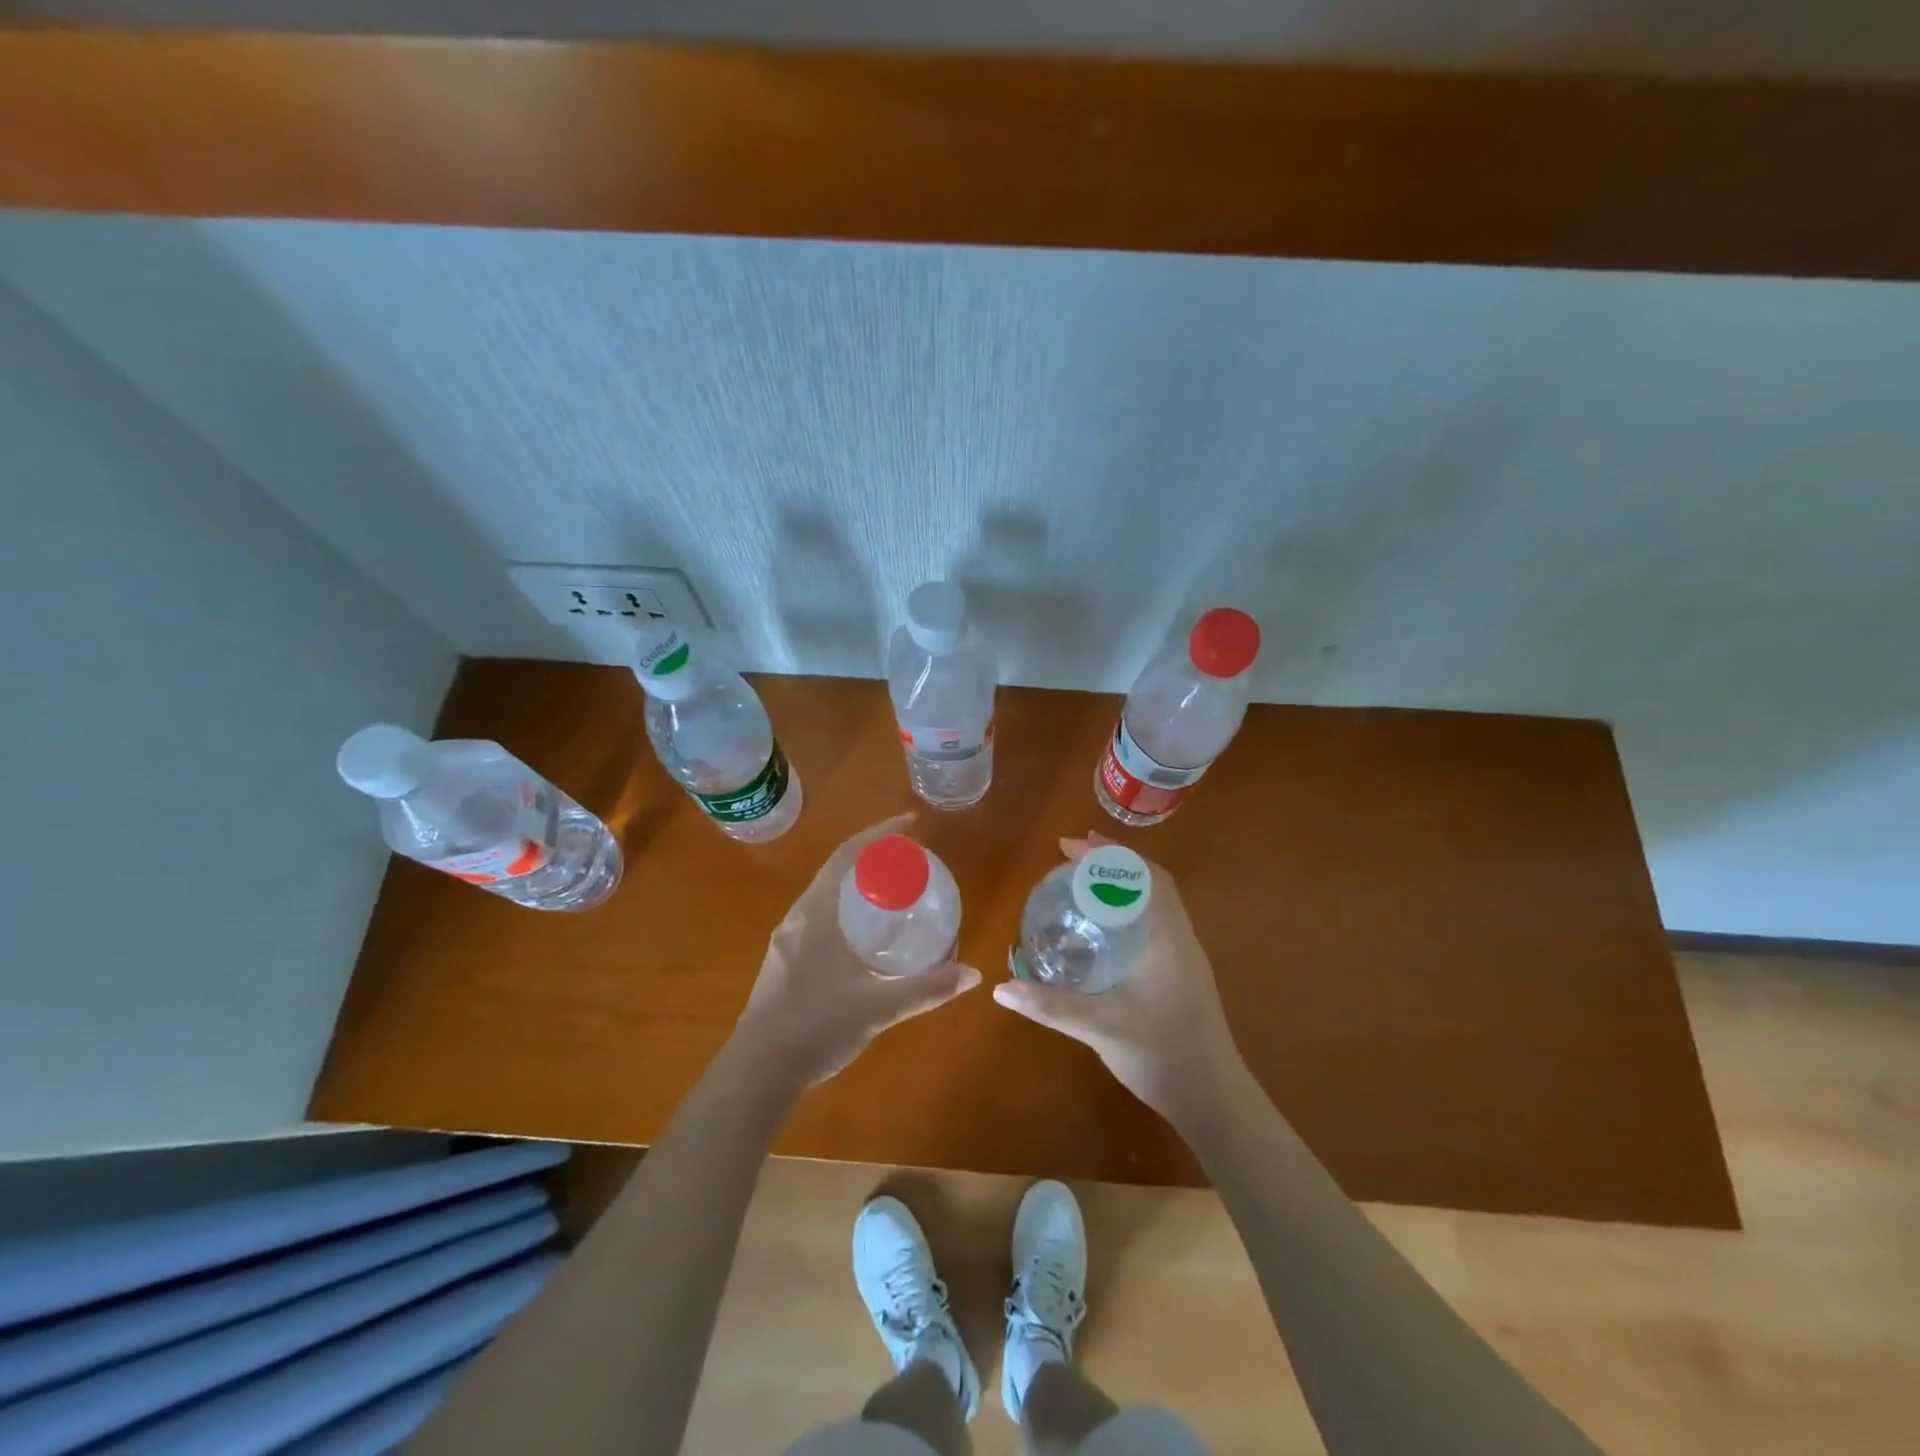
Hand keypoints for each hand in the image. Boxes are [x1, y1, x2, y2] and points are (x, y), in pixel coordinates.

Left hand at [732, 815, 980, 1087]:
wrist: (757, 1073)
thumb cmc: (816, 1027)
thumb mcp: (878, 1007)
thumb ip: (926, 989)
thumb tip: (973, 974)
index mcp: (816, 914)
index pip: (848, 855)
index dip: (880, 833)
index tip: (910, 823)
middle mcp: (798, 918)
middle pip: (837, 871)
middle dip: (873, 858)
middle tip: (910, 862)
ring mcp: (787, 942)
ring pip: (827, 897)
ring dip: (858, 886)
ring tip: (894, 895)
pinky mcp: (784, 963)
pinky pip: (820, 919)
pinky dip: (847, 912)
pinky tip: (866, 940)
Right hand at [993, 835, 1248, 1124]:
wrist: (1214, 1100)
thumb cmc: (1161, 1053)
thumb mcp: (1099, 1027)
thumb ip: (1050, 1006)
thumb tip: (1000, 988)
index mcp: (1167, 937)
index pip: (1144, 876)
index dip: (1110, 855)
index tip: (1071, 846)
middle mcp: (1180, 938)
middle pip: (1151, 882)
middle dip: (1113, 863)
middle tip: (1072, 858)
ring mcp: (1185, 958)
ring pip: (1156, 903)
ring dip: (1124, 885)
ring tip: (1084, 884)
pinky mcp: (1183, 976)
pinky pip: (1156, 923)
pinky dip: (1130, 910)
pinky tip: (1105, 930)